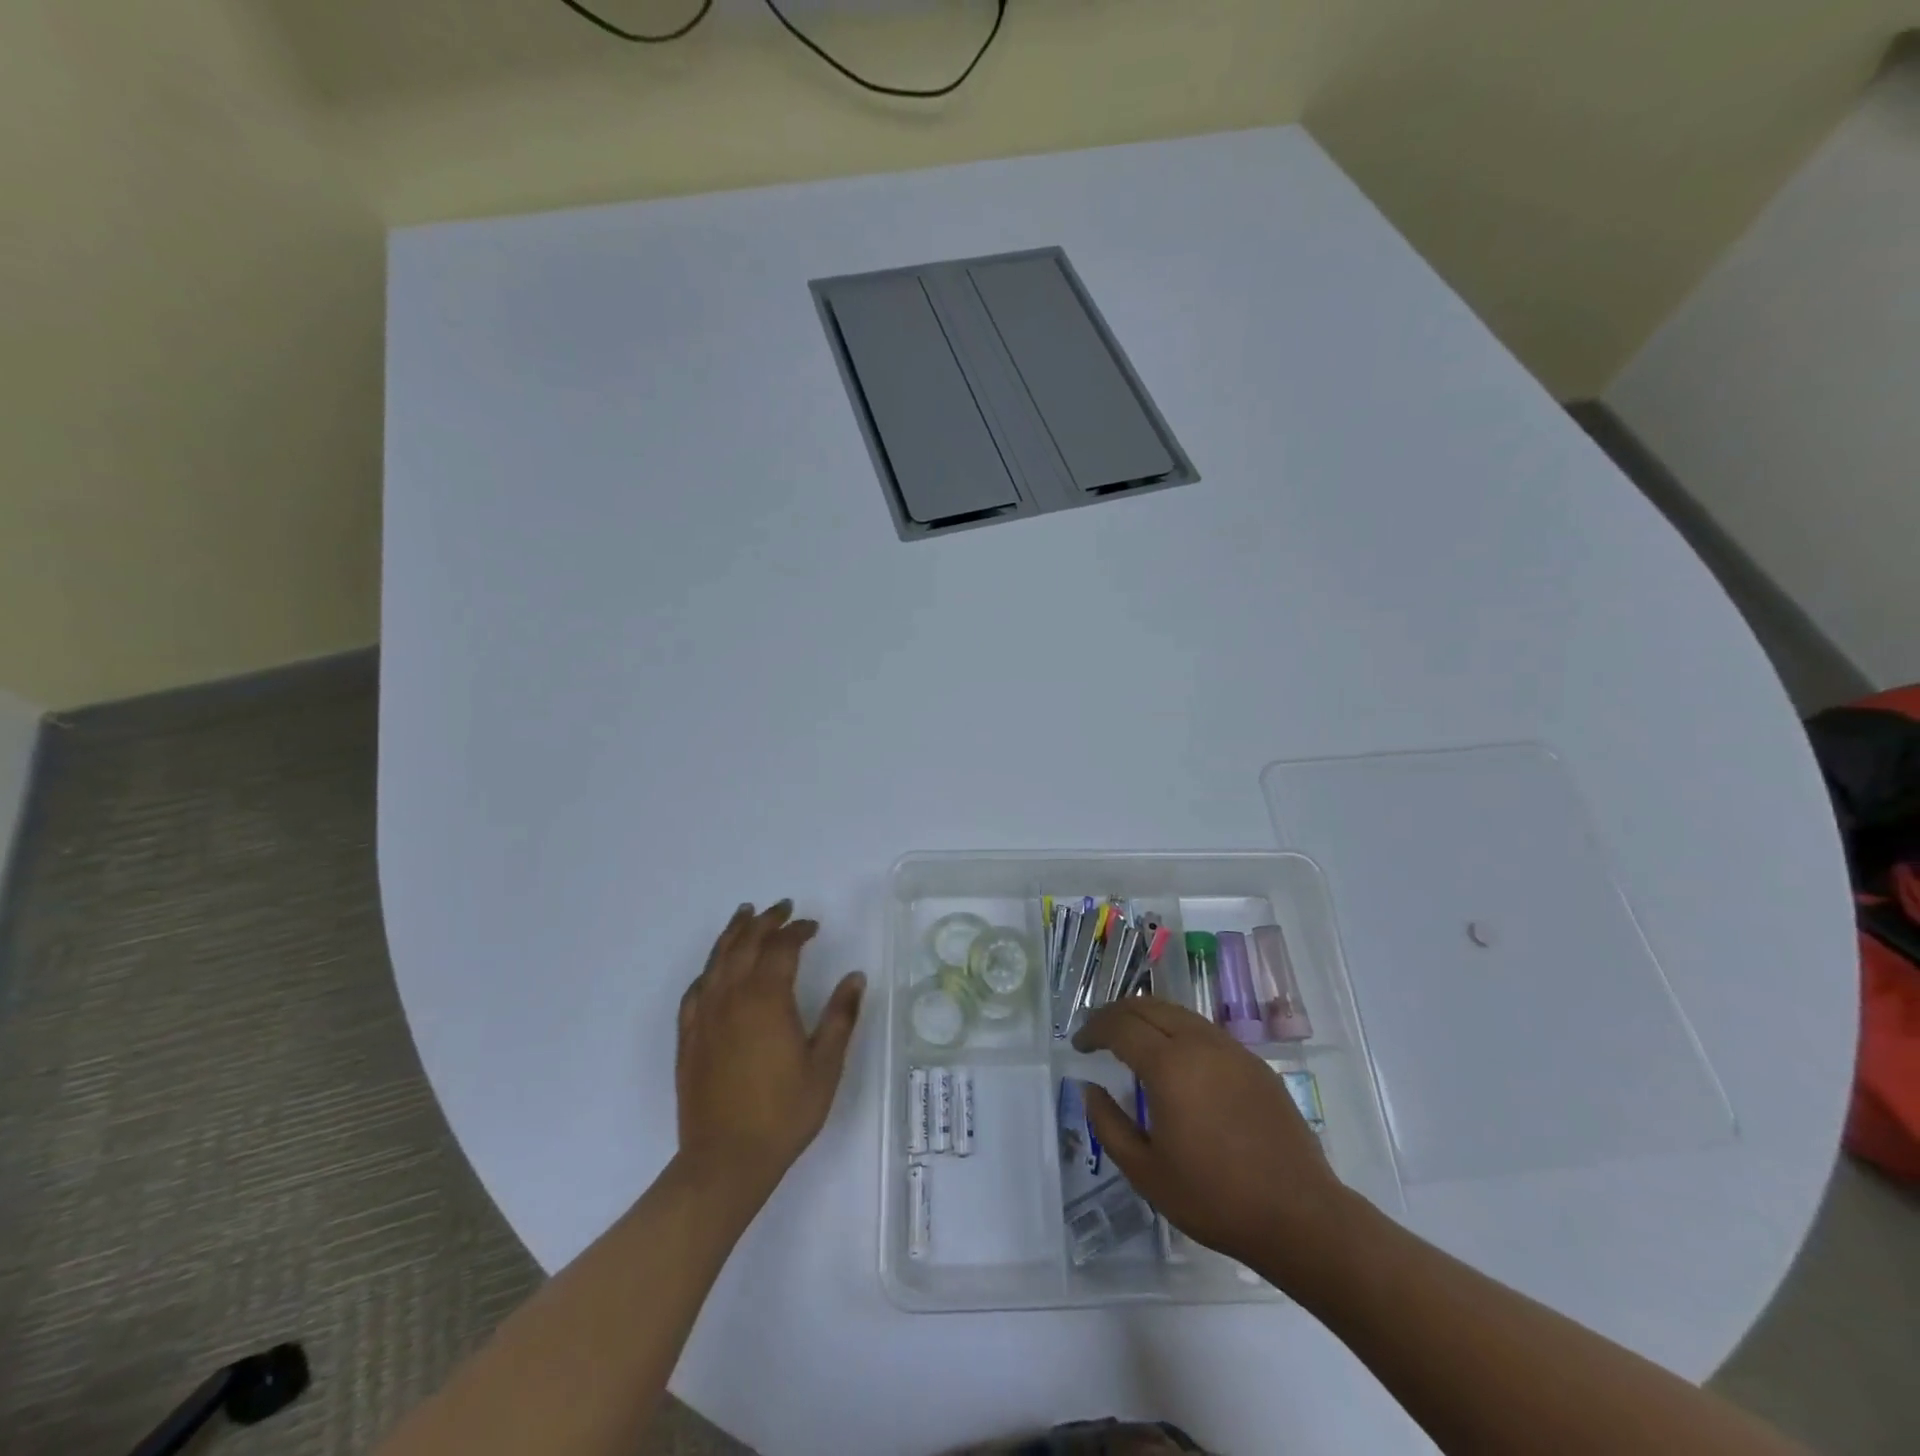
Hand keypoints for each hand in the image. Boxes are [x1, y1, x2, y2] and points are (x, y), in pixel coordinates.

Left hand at [676, 901, 864, 1205]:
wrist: (725, 1160)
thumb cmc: (784, 1112)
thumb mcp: (825, 1064)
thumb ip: (840, 1016)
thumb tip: (856, 977)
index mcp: (767, 998)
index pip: (782, 947)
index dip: (798, 930)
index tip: (813, 926)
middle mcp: (732, 997)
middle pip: (746, 944)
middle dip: (765, 921)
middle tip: (782, 907)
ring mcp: (705, 1016)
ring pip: (717, 959)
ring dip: (733, 933)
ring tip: (745, 915)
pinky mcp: (689, 1037)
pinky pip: (696, 990)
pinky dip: (709, 970)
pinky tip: (714, 970)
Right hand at [1073, 998, 1353, 1285]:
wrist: (1300, 1216)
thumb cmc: (1215, 1199)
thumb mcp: (1146, 1172)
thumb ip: (1108, 1124)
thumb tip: (1089, 1088)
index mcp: (1169, 1066)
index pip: (1120, 1026)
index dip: (1093, 1030)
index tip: (1079, 1045)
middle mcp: (1199, 1043)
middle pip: (1147, 1006)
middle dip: (1116, 1014)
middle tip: (1098, 1035)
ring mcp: (1231, 1049)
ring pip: (1178, 1012)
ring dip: (1147, 1017)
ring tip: (1132, 1041)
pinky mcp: (1254, 1063)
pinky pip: (1204, 1030)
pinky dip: (1177, 1030)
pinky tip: (1176, 1060)